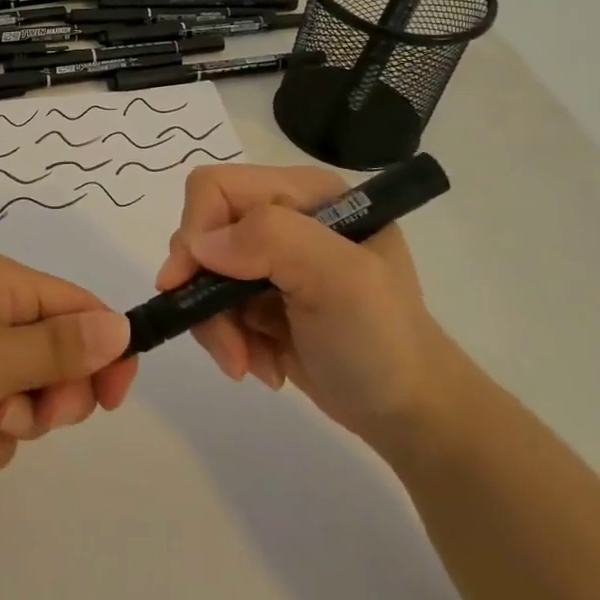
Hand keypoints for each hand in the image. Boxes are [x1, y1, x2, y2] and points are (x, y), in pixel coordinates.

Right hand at [156, 164, 451, 445]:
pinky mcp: (259, 298)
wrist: (408, 412)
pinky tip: (261, 364)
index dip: (196, 230)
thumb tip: (199, 245)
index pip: (217, 187)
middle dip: (204, 291)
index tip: (191, 283)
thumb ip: (273, 241)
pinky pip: (212, 307)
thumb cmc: (382, 340)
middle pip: (202, 233)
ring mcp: (269, 260)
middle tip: (230, 342)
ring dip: (216, 326)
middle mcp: (282, 217)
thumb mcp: (342, 281)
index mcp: (304, 192)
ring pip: (200, 275)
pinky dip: (228, 340)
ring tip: (249, 363)